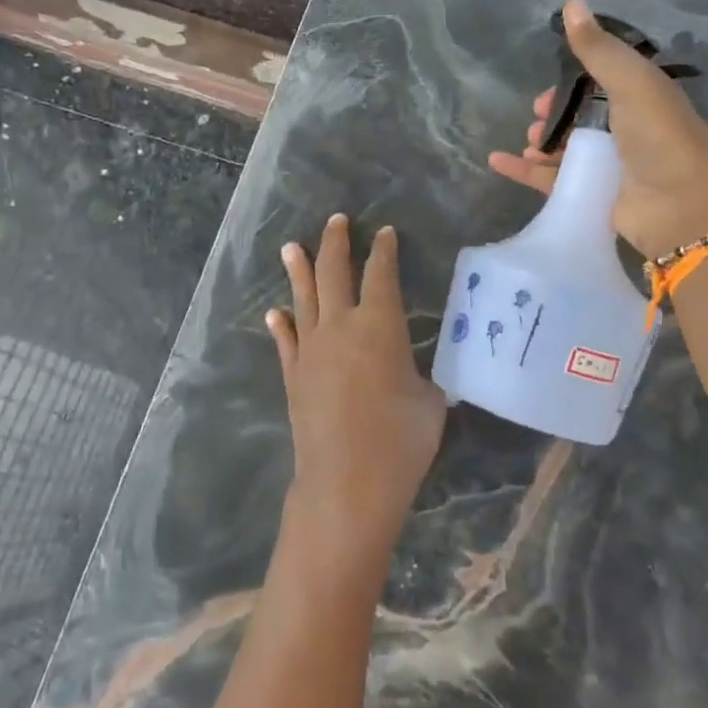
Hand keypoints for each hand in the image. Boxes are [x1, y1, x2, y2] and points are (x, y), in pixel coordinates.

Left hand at [267, 215, 446, 583]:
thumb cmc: (401, 442)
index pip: (381, 274)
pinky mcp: (293, 376)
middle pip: (334, 273)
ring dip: (299, 269)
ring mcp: (311, 350)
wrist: (346, 485)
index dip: (384, 250)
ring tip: (293, 246)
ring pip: (303, 298)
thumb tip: (420, 370)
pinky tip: (276, 312)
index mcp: (380, 324)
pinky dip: (282, 324)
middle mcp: (340, 326)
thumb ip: (425, 374)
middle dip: (336, 244)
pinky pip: (286, 341)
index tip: (385, 233)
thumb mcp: (432, 401)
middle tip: (337, 221)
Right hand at [488, 0, 707, 259]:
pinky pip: (550, 180)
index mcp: (640, 99)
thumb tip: (571, 3)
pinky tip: (498, 161)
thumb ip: (598, 49)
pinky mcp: (591, 196)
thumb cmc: (660, 136)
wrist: (682, 205)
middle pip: (580, 117)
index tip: (553, 80)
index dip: (573, 80)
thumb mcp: (631, 82)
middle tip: (536, 115)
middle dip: (555, 113)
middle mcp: (625, 131)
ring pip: (565, 149)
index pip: (601, 83)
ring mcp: (608, 166)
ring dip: (542, 141)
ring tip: (529, 139)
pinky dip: (524, 171)